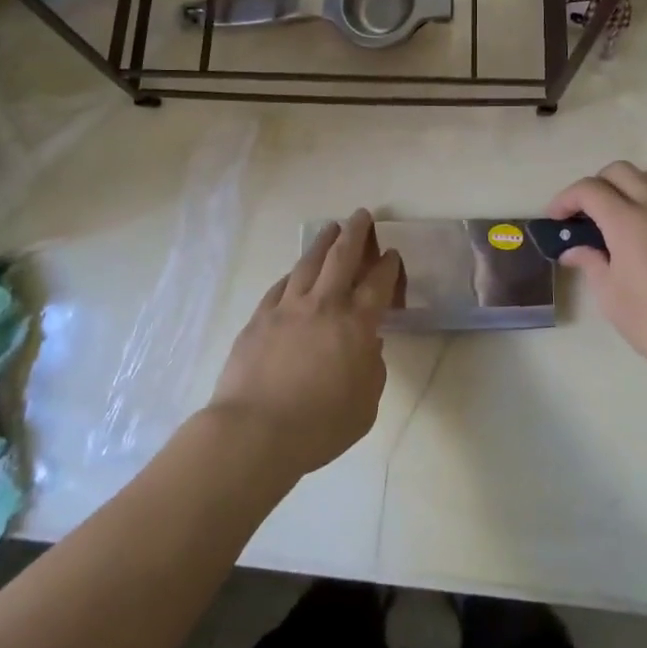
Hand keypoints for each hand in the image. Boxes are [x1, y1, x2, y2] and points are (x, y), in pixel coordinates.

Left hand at [206, 209, 400, 477]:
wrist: (254, 432)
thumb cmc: (319, 426)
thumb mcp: (365, 406)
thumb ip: (372, 369)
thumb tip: (368, 346)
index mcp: (356, 324)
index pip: (377, 283)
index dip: (387, 265)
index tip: (391, 253)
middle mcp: (323, 305)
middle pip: (342, 256)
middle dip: (355, 232)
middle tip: (361, 215)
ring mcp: (287, 308)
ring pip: (308, 263)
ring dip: (323, 242)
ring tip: (331, 228)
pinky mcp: (259, 318)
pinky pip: (280, 286)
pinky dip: (292, 274)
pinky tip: (294, 272)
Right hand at [546, 163, 646, 395]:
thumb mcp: (609, 293)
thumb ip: (590, 261)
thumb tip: (573, 250)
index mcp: (628, 220)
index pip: (590, 189)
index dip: (566, 198)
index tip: (555, 218)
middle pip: (619, 171)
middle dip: (594, 184)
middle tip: (582, 213)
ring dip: (625, 185)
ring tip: (613, 214)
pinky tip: (646, 222)